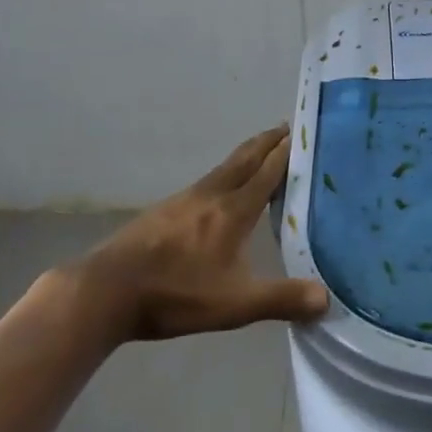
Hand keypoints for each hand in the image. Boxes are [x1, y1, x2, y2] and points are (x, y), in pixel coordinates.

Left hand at [60, 125, 328, 347]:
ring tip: (262, 154)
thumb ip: (280, 299)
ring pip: (224, 167)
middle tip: (288, 127)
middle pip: (245, 157)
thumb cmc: (175, 293)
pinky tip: (221, 192)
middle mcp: (211, 195)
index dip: (288, 151)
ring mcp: (184, 200)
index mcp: (233, 210)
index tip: (305, 131)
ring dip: (247, 155)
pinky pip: (206, 182)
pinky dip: (226, 174)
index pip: (268, 171)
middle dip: (268, 141)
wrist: (104, 291)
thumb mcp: (234, 304)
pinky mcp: (164, 211)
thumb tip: (326, 301)